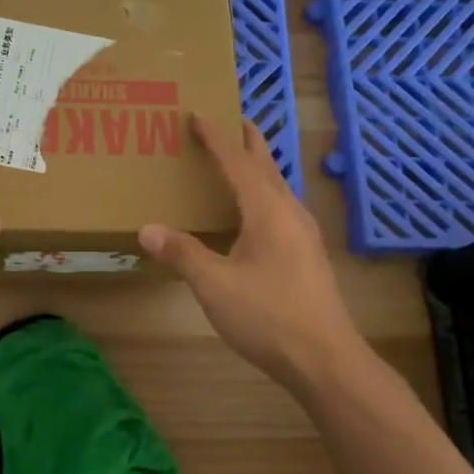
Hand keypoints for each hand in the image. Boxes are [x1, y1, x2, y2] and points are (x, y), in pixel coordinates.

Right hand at [138, 117, 369, 396]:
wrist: (325, 359)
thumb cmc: (268, 316)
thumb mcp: (215, 285)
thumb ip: (182, 253)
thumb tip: (148, 228)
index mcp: (268, 211)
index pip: (238, 163)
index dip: (217, 138)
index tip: (200, 114)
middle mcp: (290, 214)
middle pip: (266, 167)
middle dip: (248, 142)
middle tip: (232, 119)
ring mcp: (304, 235)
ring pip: (277, 188)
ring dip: (258, 168)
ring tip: (240, 159)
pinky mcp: (307, 255)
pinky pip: (281, 209)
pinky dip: (263, 194)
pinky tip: (254, 213)